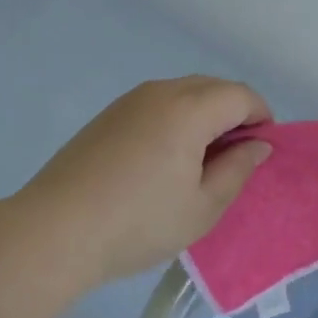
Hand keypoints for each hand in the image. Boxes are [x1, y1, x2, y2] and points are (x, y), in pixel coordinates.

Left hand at [12, 77, 273, 291]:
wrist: (55, 230)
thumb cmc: (139, 223)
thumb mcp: (202, 207)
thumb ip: (237, 170)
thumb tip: (258, 145)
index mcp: (189, 109)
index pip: (241, 96)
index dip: (261, 118)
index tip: (262, 152)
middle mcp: (161, 92)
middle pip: (213, 87)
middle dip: (235, 113)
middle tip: (235, 158)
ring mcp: (130, 100)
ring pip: (184, 93)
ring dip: (205, 115)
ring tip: (201, 161)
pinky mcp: (108, 115)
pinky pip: (158, 104)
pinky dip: (177, 119)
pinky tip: (165, 159)